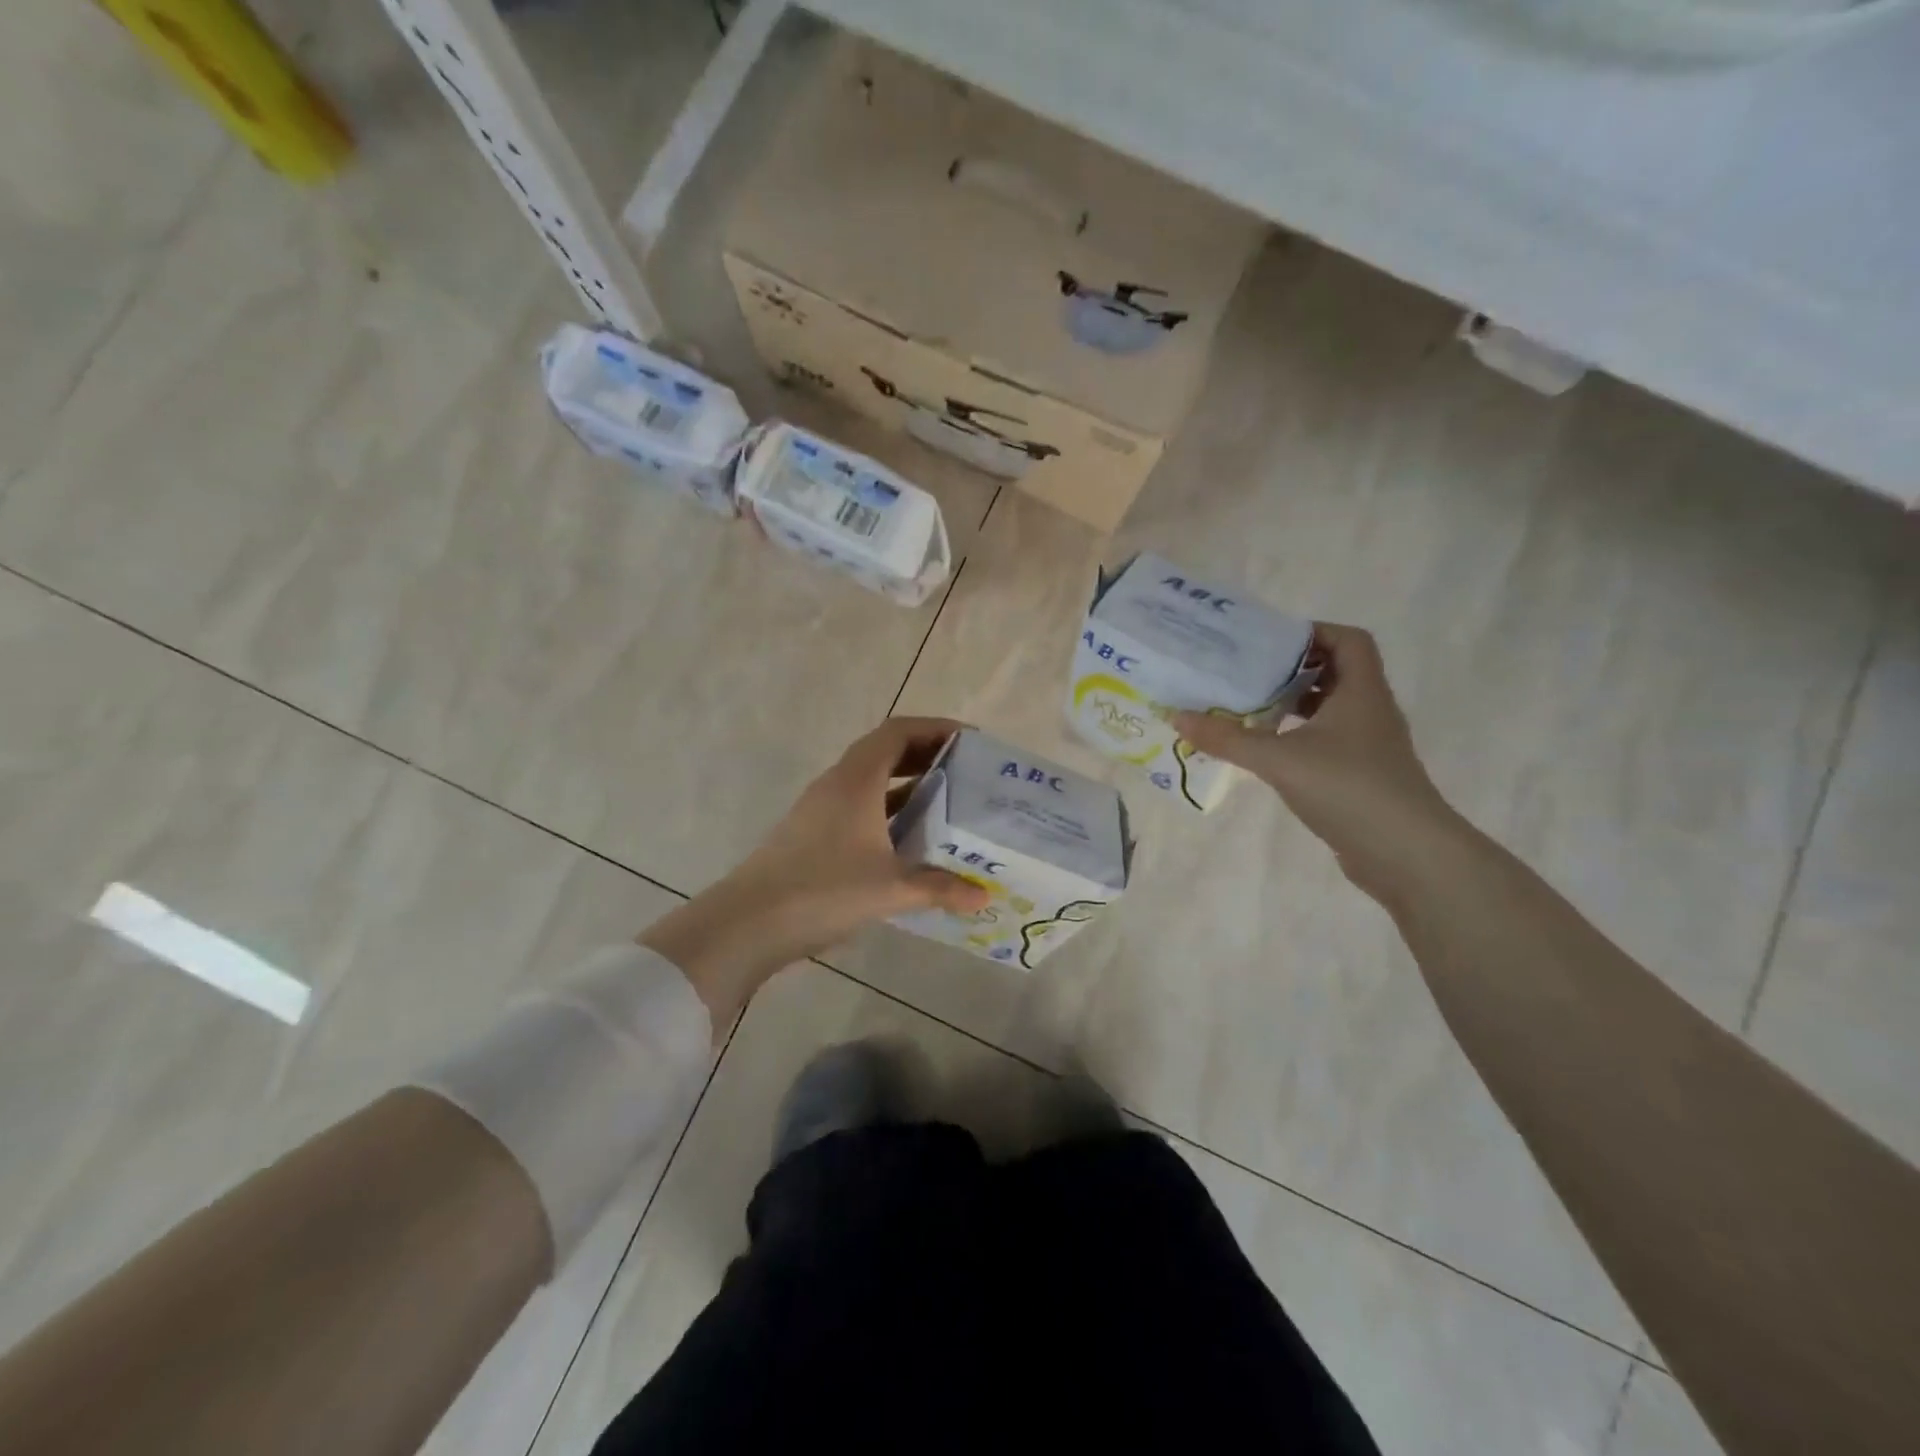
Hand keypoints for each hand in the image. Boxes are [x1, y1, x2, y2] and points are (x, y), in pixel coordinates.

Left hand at [641, 718, 989, 1026]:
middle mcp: (837, 784)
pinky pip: (859, 807)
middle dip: (926, 755)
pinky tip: (907, 840)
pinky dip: (887, 812)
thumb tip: (983, 896)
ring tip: (945, 803)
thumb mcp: (891, 889)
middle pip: (885, 751)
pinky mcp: (812, 833)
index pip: (899, 732)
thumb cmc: (824, 891)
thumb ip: (940, 888)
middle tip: (965, 772)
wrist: (749, 923)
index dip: (936, 728)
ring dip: (906, 785)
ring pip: (871, 781)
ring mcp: (820, 809)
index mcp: (857, 780)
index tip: (970, 741)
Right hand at [1175, 623, 1457, 894]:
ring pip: (1329, 709)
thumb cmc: (1348, 788)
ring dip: (1292, 705)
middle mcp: (1370, 710)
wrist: (1406, 853)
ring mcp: (1368, 745)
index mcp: (1361, 691)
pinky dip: (1297, 737)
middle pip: (1335, 672)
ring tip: (1248, 708)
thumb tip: (1177, 715)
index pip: (1348, 640)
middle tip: (1247, 673)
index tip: (1270, 642)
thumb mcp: (1278, 758)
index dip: (1313, 632)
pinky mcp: (1361, 775)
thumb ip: (1227, 738)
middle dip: (1292, 669)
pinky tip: (1267, 751)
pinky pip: (1326, 741)